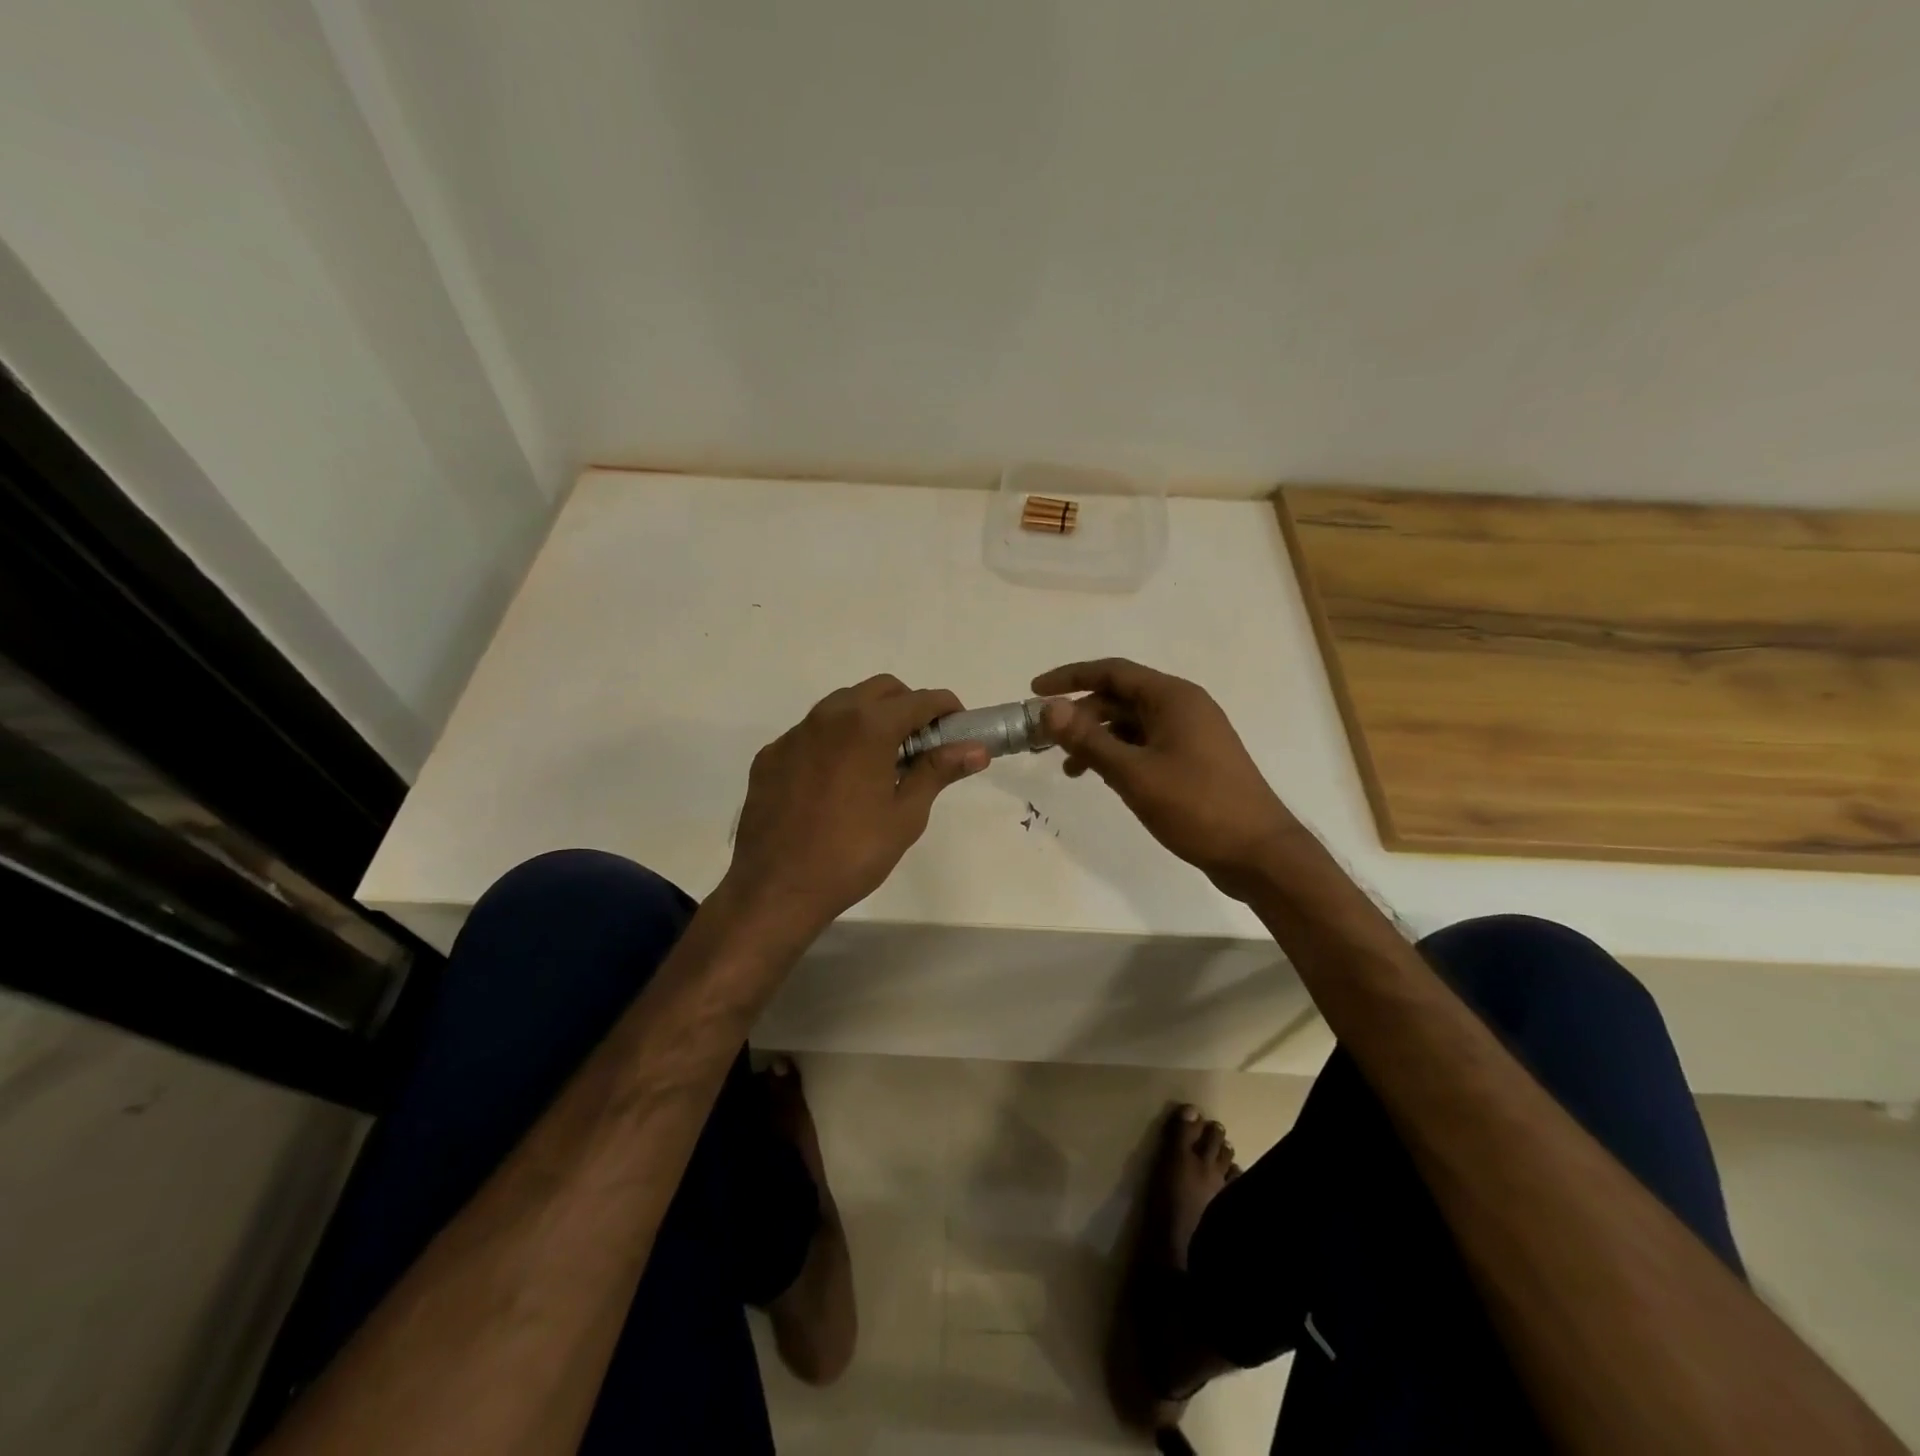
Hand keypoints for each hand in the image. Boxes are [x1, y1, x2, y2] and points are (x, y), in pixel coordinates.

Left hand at [723, 675, 987, 935]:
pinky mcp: (771, 755)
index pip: (919, 700)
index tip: (958, 729)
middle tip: (921, 746)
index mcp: (868, 726)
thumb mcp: (906, 815)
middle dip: (907, 707)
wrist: (776, 888)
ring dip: (869, 719)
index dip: (946, 709)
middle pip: (880, 690)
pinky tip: (837, 782)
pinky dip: (834, 742)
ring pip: (842, 705)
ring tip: (881, 762)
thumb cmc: (852, 854)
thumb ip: (938, 771)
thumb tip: (976, 749)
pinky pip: (811, 733)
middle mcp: (829, 716)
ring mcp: (794, 734)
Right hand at [1034, 658, 1297, 899]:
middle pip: (1119, 697)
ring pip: (1131, 724)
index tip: (1034, 692)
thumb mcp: (1134, 774)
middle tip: (1045, 740)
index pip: (1112, 672)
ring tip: (1070, 768)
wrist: (1259, 853)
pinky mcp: (1193, 760)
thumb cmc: (1197, 806)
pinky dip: (1119, 755)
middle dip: (1080, 715)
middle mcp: (1183, 707)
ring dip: (1097, 739)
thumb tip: (1049, 709)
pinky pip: (1146, 744)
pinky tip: (1102, 778)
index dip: (1070, 678)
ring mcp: (1191, 734)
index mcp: (1173, 698)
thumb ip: (1089, 740)